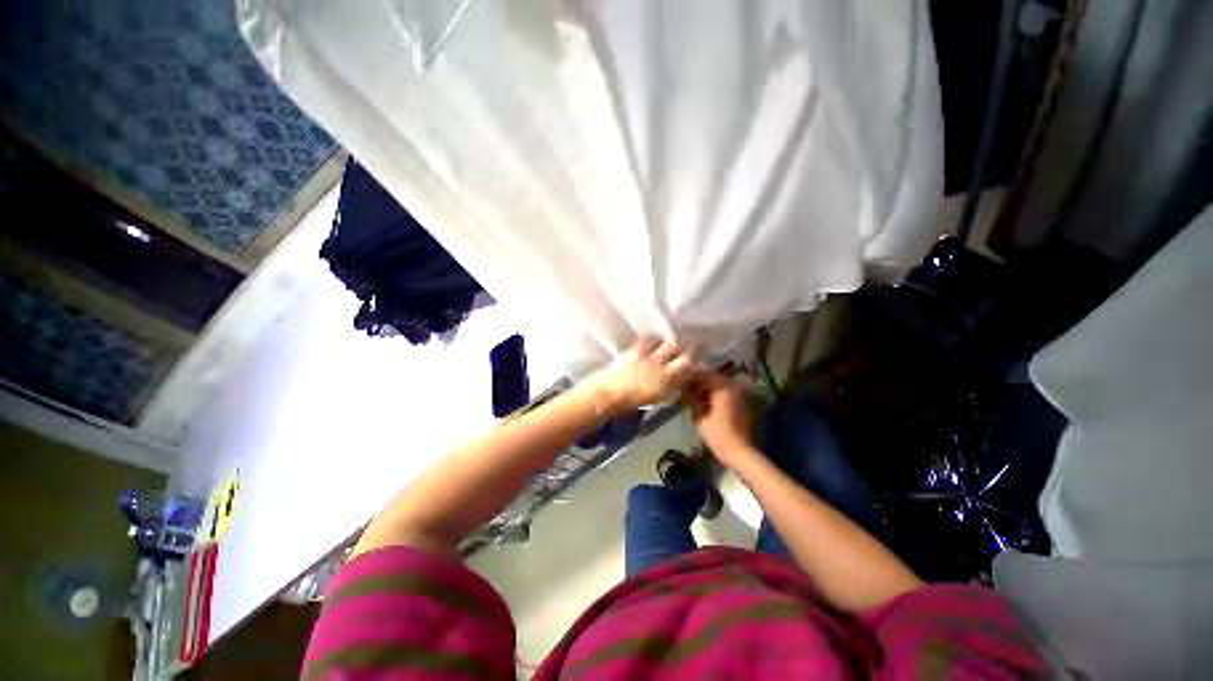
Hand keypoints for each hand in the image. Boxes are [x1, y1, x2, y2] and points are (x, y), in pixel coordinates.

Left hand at [584, 338, 696, 414]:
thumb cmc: (633, 401)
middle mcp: (660, 364)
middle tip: (692, 345)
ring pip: (666, 342)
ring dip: (672, 342)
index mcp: (666, 380)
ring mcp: (647, 354)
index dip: (695, 359)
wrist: (608, 393)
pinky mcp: (636, 349)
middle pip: (678, 348)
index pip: (688, 364)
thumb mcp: (658, 396)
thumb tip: (682, 377)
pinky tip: (658, 343)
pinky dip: (657, 341)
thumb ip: (672, 385)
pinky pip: (651, 341)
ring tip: (674, 344)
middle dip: (688, 345)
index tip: (699, 357)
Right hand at [685, 370, 753, 465]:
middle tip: (685, 389)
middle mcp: (732, 387)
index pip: (703, 374)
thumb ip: (691, 400)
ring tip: (693, 396)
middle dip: (698, 382)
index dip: (690, 376)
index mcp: (722, 388)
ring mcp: (738, 395)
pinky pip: (724, 393)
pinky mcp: (740, 403)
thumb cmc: (718, 434)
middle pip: (711, 378)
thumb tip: (684, 389)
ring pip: (718, 385)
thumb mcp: (700, 417)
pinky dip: (714, 395)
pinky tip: (705, 403)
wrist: (740, 451)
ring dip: (706, 389)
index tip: (680, 381)